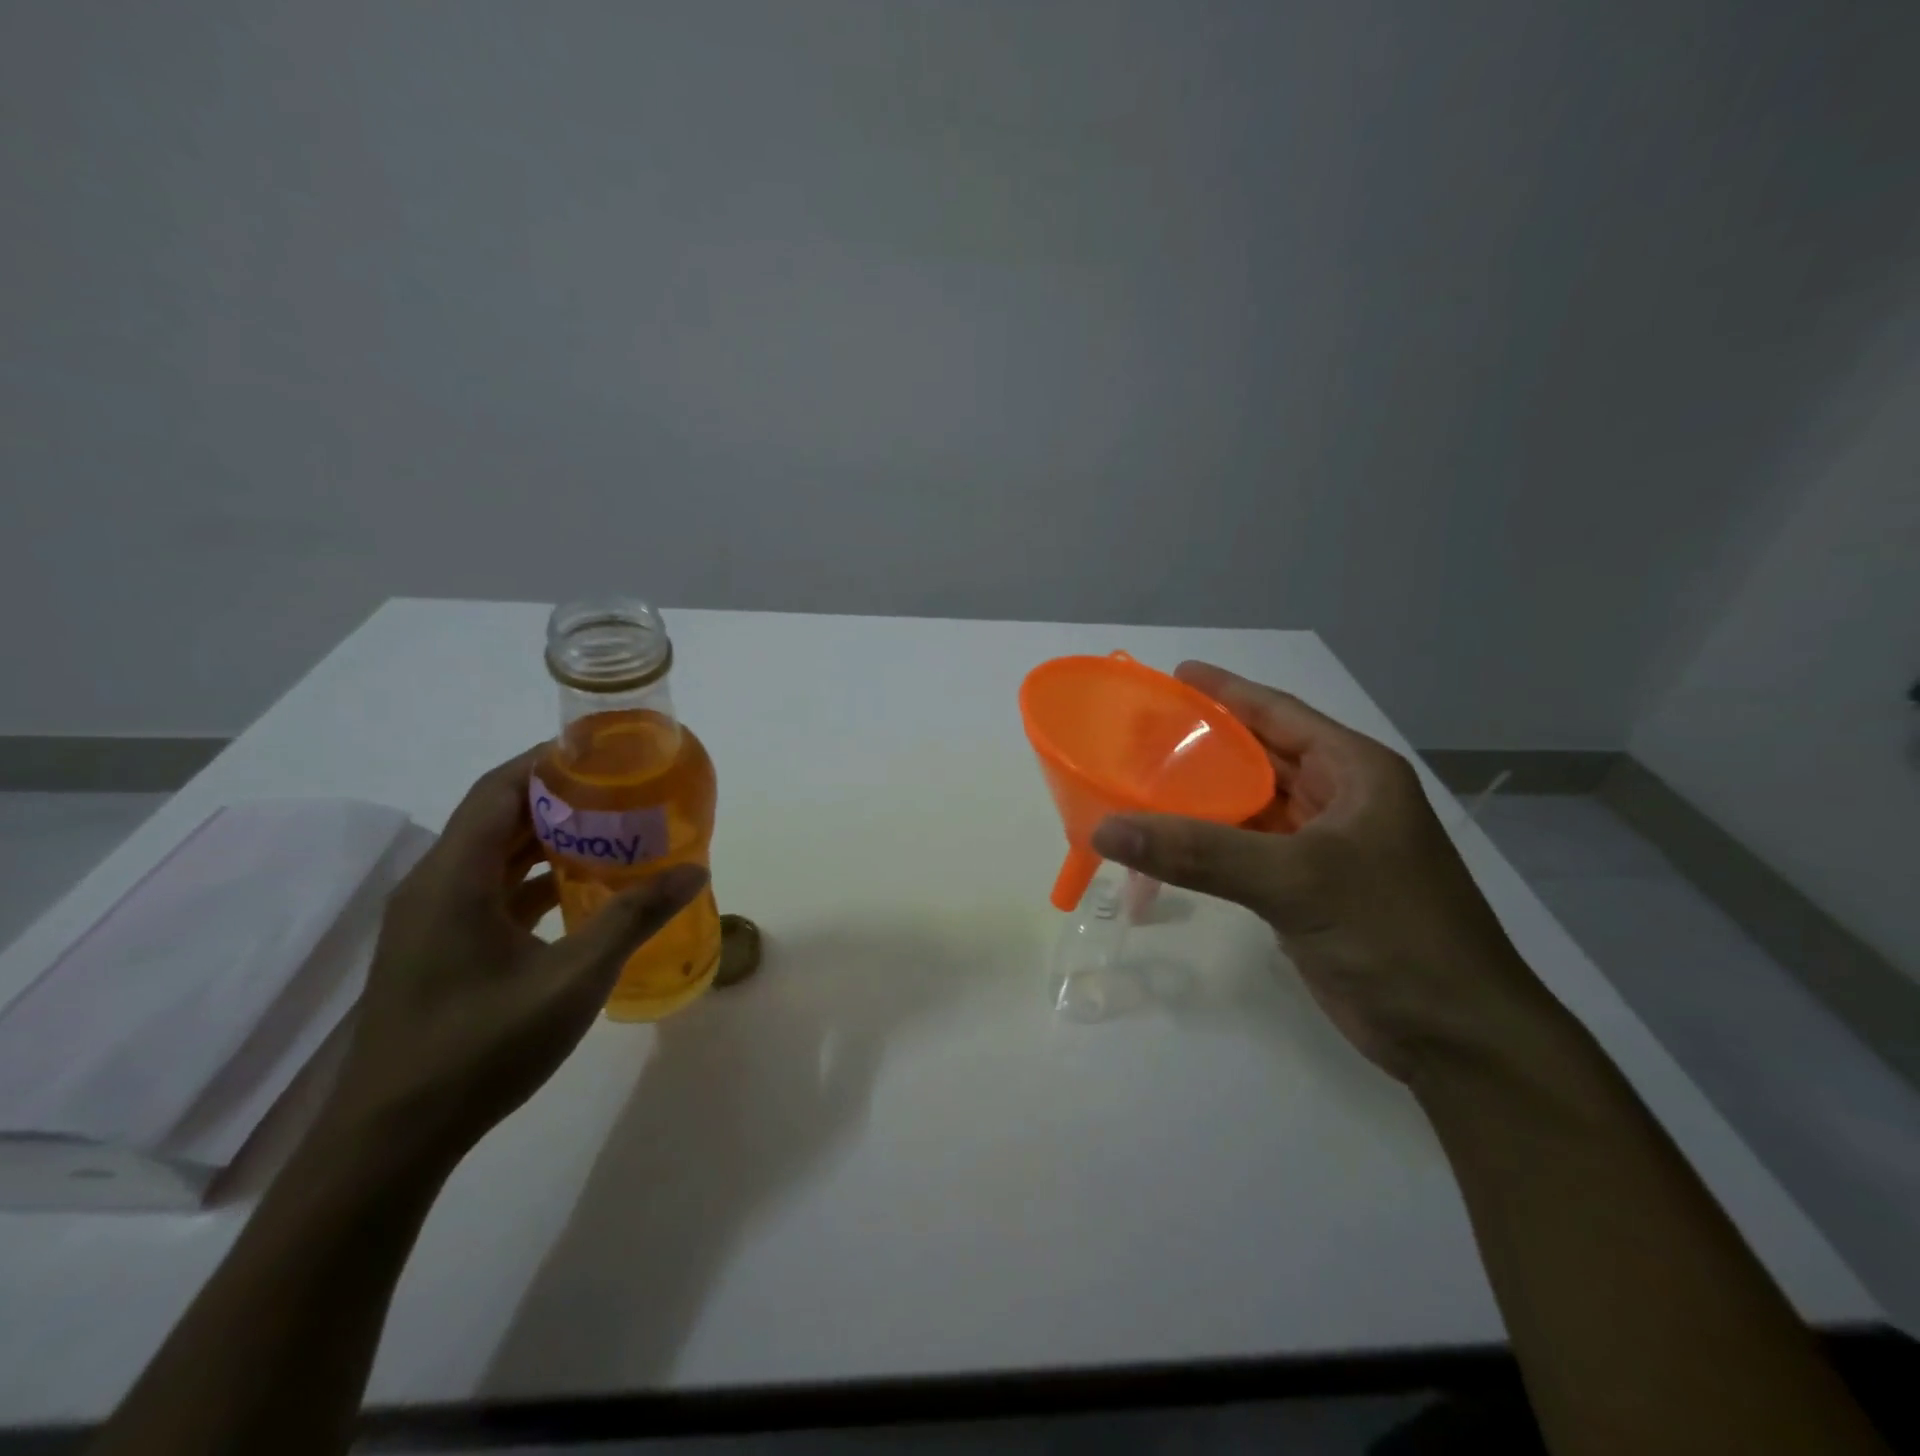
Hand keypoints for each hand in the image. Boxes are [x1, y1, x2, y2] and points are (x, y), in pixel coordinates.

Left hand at [321, 746, 707, 1168]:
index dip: (548, 762)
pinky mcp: (436, 949)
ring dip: (547, 840)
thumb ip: (634, 918)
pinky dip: (533, 880)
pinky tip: (578, 894)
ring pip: (493, 856)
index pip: (499, 789)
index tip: (604, 753)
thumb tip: (693, 871)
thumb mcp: (573, 979)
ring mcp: (430, 921)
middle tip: (624, 793)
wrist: (391, 1140)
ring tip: (612, 834)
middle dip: (560, 799)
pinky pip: (488, 891)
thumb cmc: (481, 1048)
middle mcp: (433, 886)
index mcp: (453, 878)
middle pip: (497, 817)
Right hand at [1091, 663, 1554, 1081]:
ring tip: (1140, 780)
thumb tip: (1107, 828)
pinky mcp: (1307, 890)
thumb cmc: (1392, 933)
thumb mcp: (1297, 880)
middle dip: (1204, 744)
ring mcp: (1323, 848)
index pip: (1280, 714)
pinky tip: (1167, 841)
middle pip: (1260, 758)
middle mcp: (1339, 800)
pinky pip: (1246, 851)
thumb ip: (1200, 852)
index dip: (1227, 691)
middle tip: (1140, 733)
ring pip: (1250, 807)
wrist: (1455, 1036)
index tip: (1175, 675)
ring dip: (1201, 796)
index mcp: (1355, 773)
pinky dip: (1208, 845)